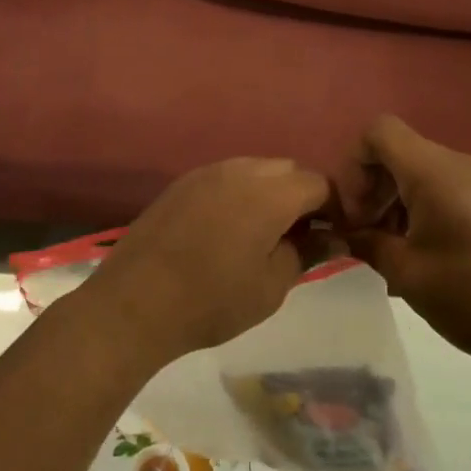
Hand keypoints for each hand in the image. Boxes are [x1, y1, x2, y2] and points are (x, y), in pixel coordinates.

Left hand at [78, 157, 330, 370]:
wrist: (136, 301)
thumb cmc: (213, 300)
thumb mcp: (272, 285)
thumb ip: (308, 253)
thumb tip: (334, 238)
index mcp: (270, 193)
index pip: (319, 183)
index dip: (334, 207)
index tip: (334, 236)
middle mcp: (240, 170)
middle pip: (288, 170)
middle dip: (302, 196)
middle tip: (301, 236)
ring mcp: (206, 172)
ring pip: (255, 170)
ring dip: (270, 192)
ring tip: (265, 233)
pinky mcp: (182, 183)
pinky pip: (225, 177)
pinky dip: (240, 194)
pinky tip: (229, 228)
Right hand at [337, 115, 470, 378]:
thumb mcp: (407, 274)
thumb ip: (366, 242)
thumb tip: (345, 232)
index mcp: (434, 172)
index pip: (378, 131)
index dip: (353, 164)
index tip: (355, 211)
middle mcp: (459, 163)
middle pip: (398, 150)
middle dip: (371, 186)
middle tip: (365, 233)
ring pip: (420, 169)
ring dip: (395, 199)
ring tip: (392, 246)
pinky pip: (445, 185)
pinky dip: (421, 205)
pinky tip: (422, 248)